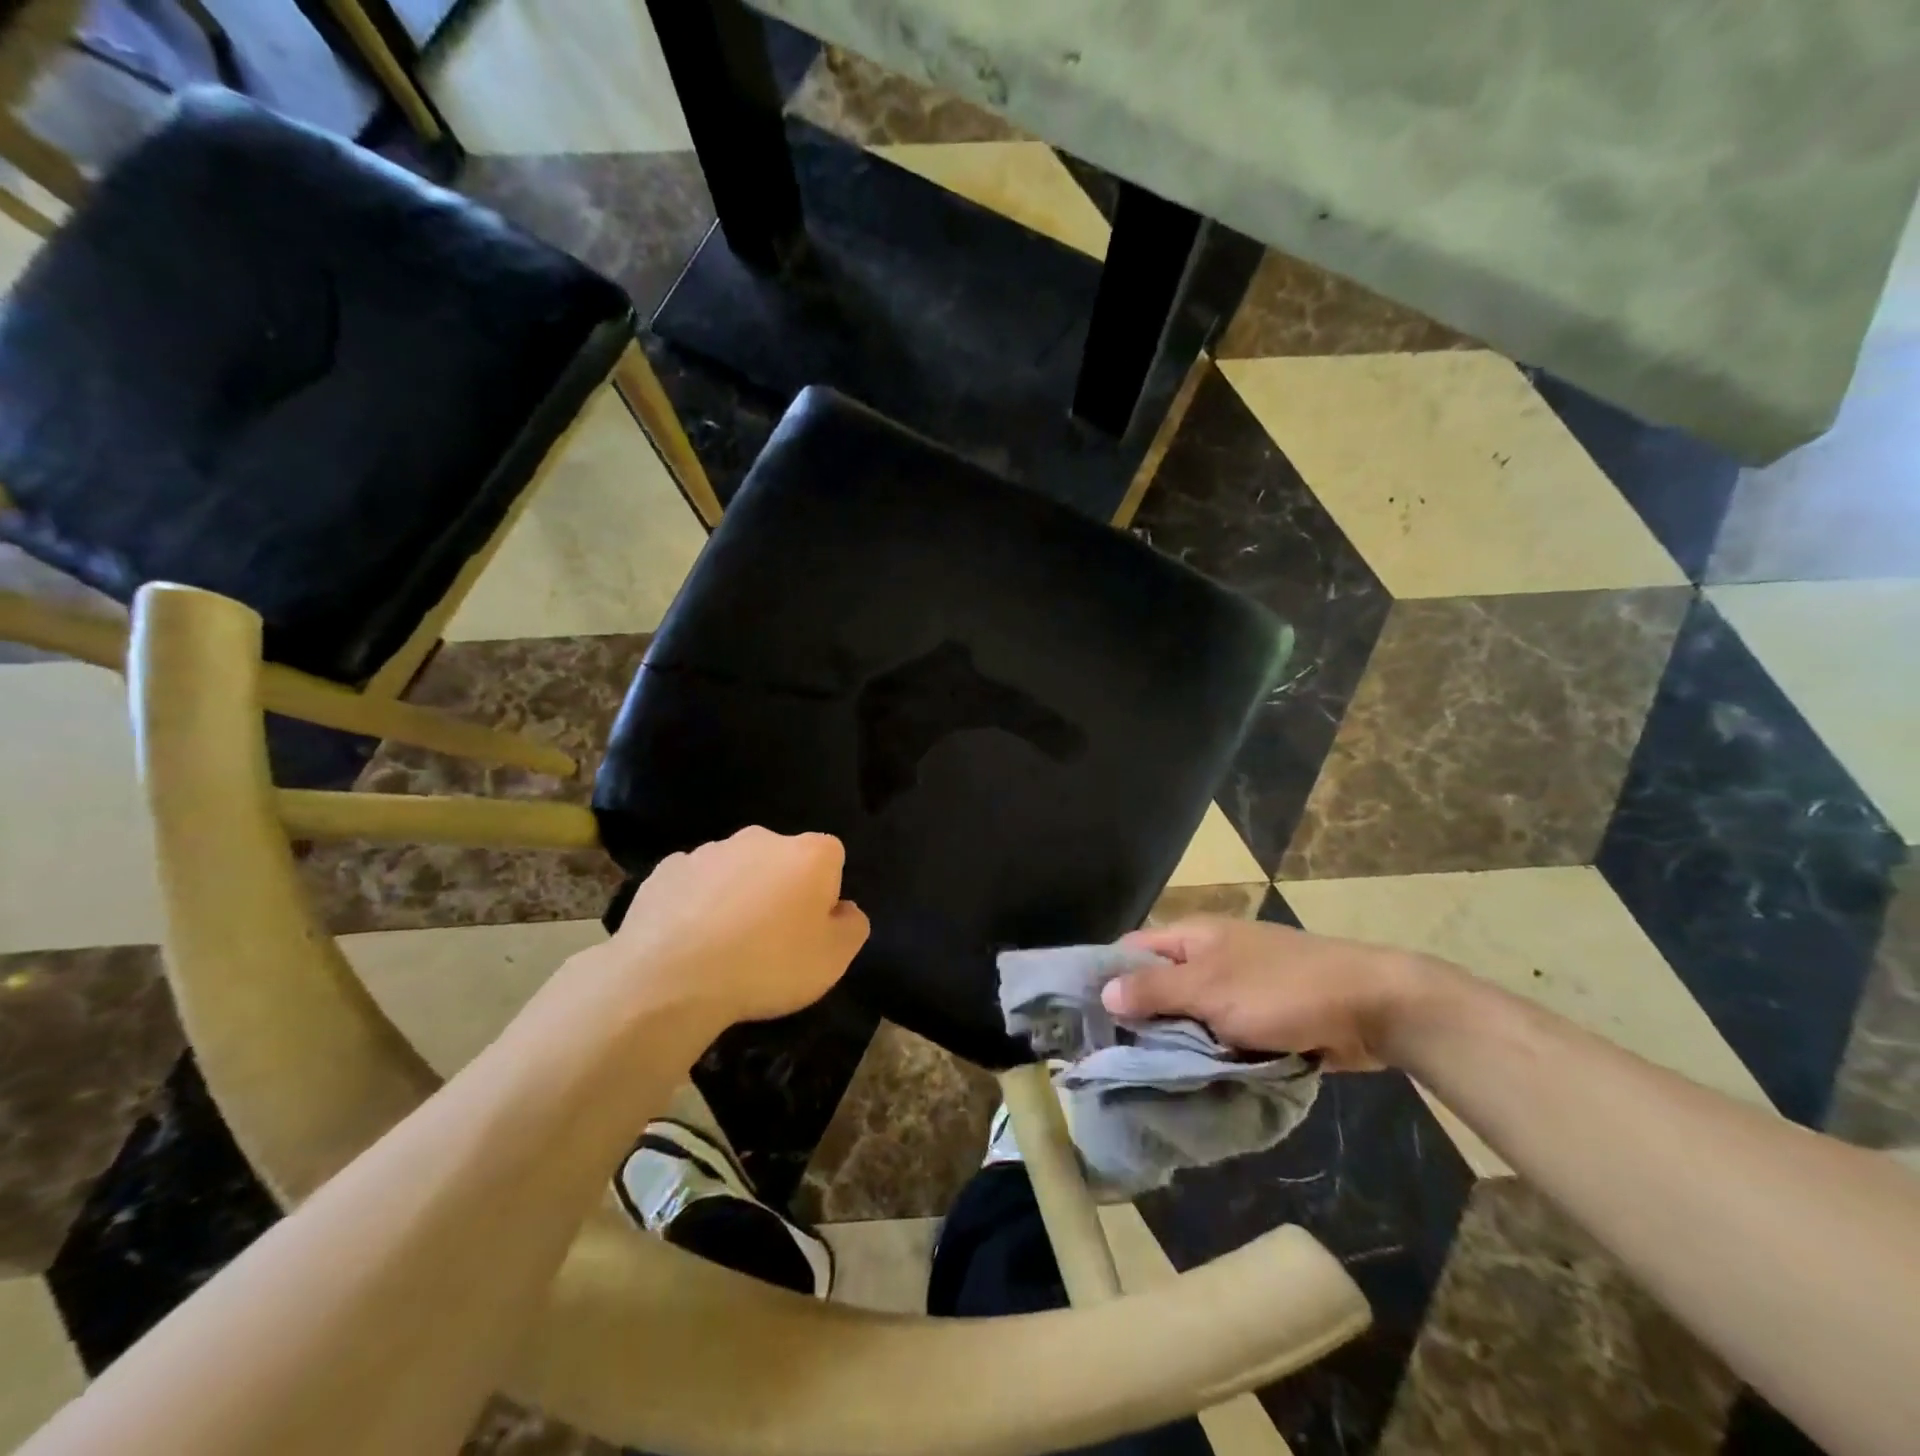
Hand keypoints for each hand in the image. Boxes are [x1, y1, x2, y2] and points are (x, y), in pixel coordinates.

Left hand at [569, 828, 868, 1036]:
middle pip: (782, 860)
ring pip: (735, 870)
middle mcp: (761, 838)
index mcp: (809, 853)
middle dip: (779, 889)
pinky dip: (695, 904)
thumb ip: (852, 926)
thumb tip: (843, 909)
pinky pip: (693, 884)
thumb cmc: (768, 966)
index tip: (810, 929)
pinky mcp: (667, 869)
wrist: (672, 980)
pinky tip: (688, 942)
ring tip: (723, 947)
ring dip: (736, 896)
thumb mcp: (834, 960)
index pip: (831, 859)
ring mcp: (710, 850)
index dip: (824, 894)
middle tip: (769, 940)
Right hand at [1105, 916, 1444, 1070]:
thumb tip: (1105, 993)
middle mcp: (1208, 957)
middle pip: (1158, 985)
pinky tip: (1190, 1082)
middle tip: (1112, 1061)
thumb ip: (1156, 990)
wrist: (1371, 1005)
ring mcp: (1236, 988)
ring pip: (1189, 1016)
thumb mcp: (1210, 989)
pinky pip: (1220, 1036)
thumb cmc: (1282, 989)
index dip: (1107, 979)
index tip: (1085, 1020)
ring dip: (1175, 1043)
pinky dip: (1207, 1054)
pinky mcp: (1261, 1018)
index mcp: (1191, 937)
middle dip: (1139, 1019)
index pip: (1131, 951)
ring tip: (1144, 1080)